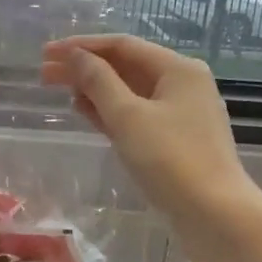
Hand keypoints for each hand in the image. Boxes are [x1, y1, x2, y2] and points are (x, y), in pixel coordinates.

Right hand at [41, 35, 253, 226]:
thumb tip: (74, 55)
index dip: (81, 46)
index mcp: (177, 68)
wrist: (217, 216)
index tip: (47, 53)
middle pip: (125, 66)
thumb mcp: (128, 116)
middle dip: (84, 67)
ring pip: (130, 91)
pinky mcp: (176, 139)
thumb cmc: (171, 160)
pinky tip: (86, 112)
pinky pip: (137, 114)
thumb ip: (98, 81)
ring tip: (59, 90)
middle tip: (44, 73)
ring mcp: (181, 113)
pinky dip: (110, 110)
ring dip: (95, 88)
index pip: (122, 45)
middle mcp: (183, 83)